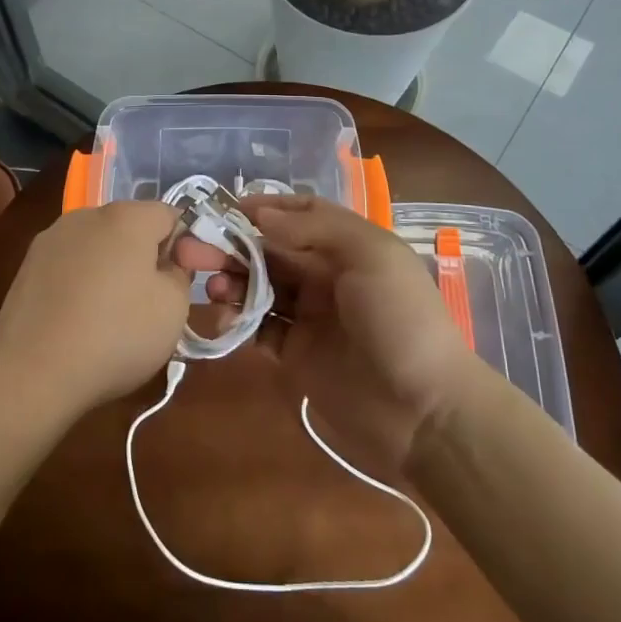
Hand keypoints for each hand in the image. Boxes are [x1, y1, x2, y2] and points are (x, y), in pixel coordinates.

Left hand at [0, 201, 210, 423]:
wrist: (33, 373)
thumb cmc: (116, 335)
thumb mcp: (174, 309)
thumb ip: (180, 274)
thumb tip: (167, 264)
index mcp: (127, 217)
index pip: (170, 215)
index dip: (184, 246)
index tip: (184, 282)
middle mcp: (86, 216)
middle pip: (130, 227)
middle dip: (146, 256)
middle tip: (153, 301)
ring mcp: (51, 239)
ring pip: (97, 246)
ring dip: (112, 268)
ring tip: (113, 314)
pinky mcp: (27, 266)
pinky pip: (69, 266)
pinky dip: (81, 283)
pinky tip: (80, 320)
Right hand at [208, 194, 473, 465]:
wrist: (424, 412)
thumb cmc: (400, 319)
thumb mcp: (371, 256)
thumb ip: (315, 229)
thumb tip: (260, 215)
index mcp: (347, 246)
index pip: (299, 215)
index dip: (264, 209)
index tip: (225, 209)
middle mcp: (326, 276)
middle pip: (271, 250)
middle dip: (235, 245)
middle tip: (196, 250)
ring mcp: (310, 317)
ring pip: (260, 287)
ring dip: (233, 281)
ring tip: (214, 287)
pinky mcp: (296, 355)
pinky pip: (259, 328)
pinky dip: (238, 320)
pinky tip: (224, 318)